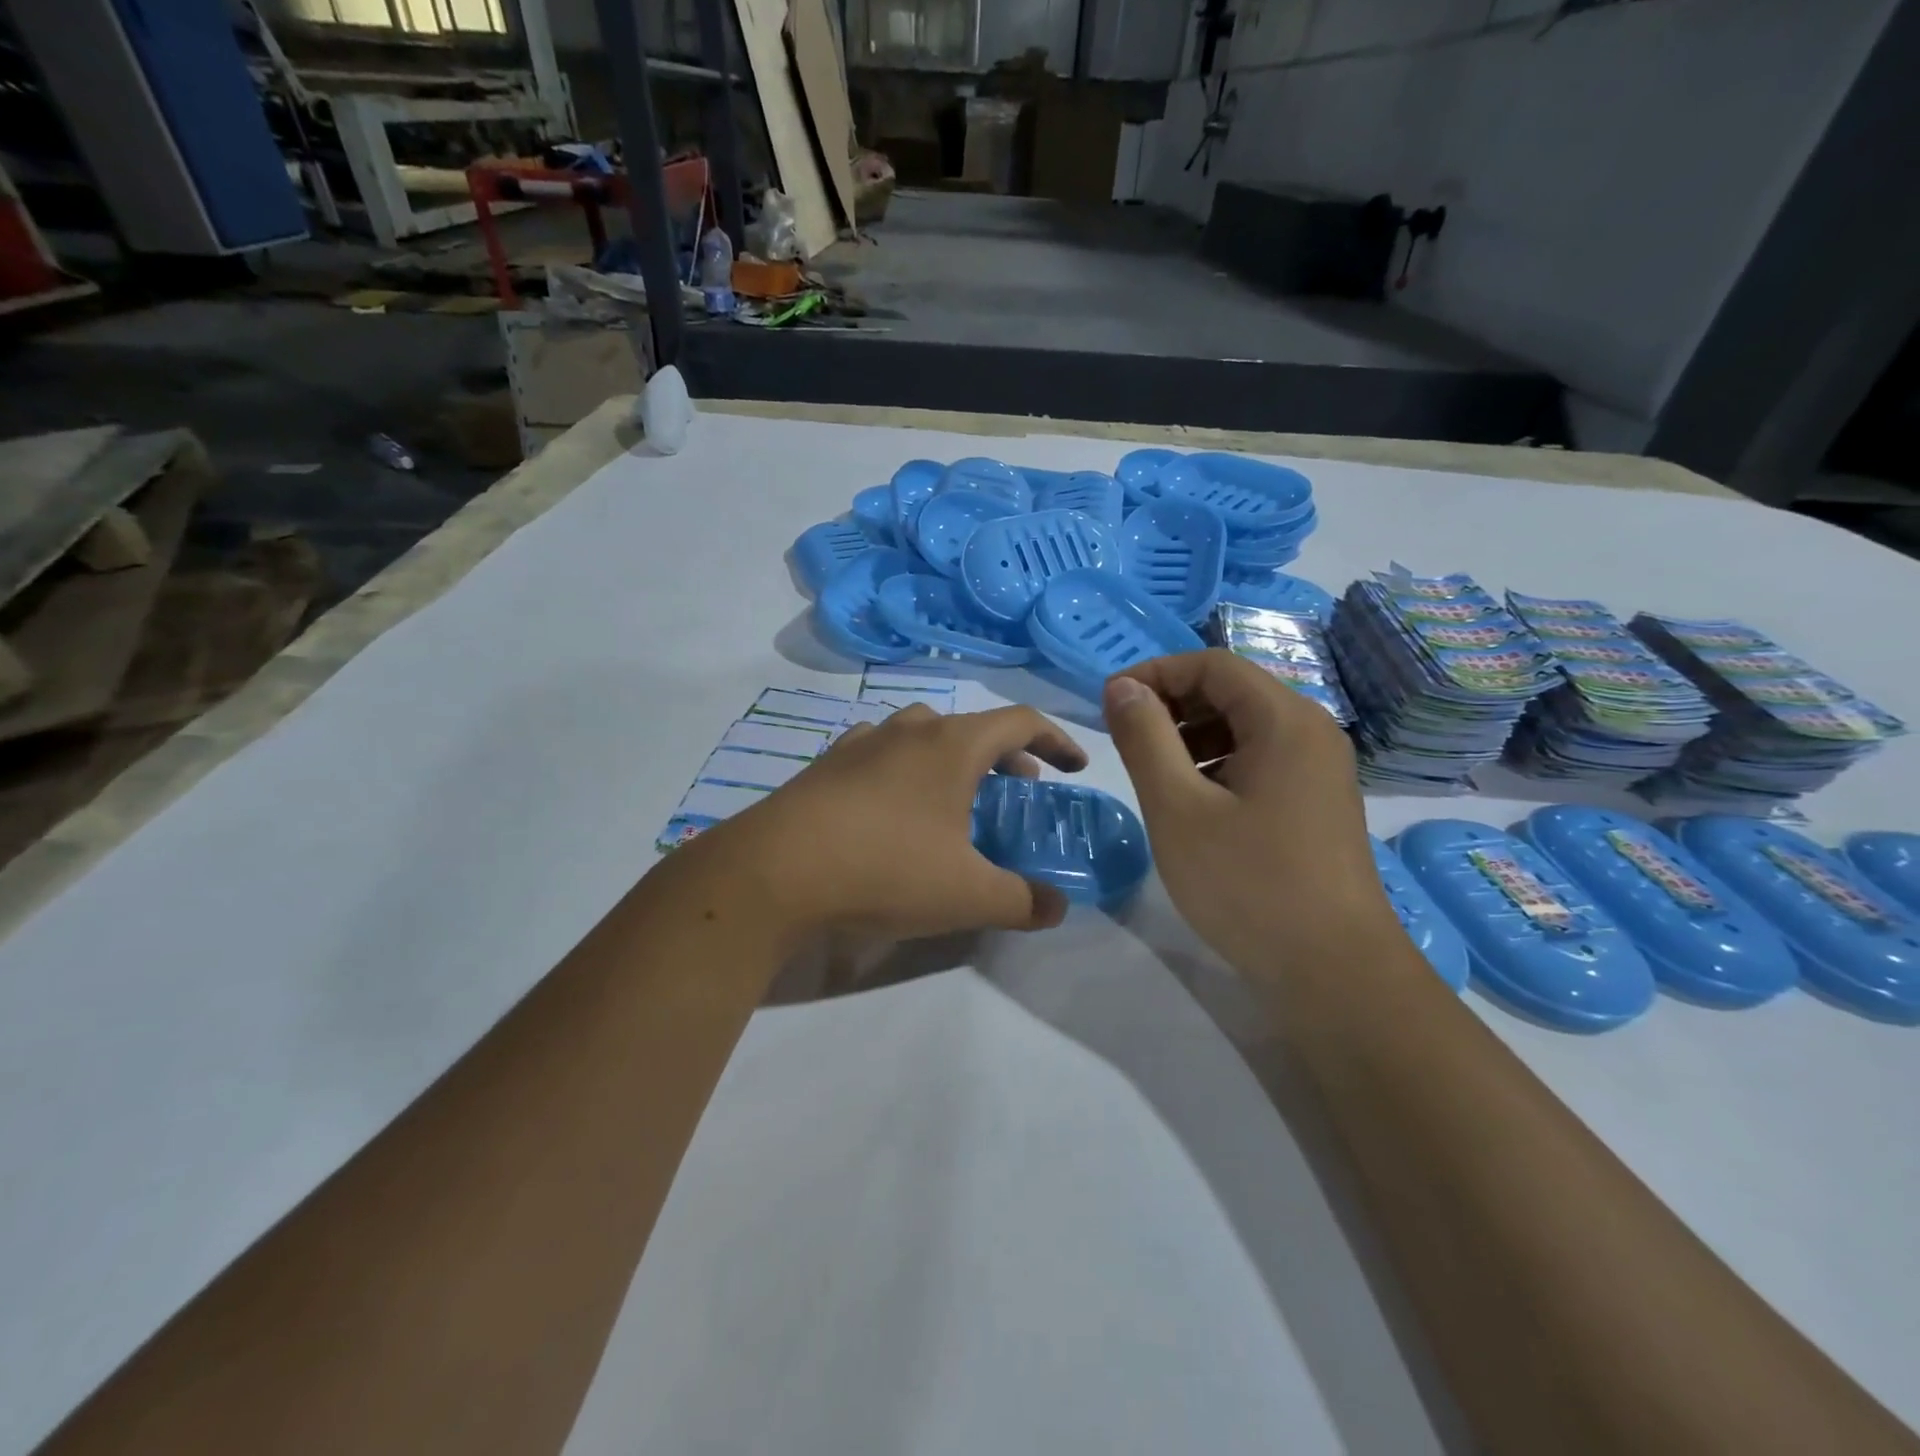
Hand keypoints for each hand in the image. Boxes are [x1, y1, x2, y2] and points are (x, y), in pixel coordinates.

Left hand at [719, 703, 1088, 941]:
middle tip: (1020, 787)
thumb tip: (1057, 908)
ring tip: (957, 795)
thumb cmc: (886, 869)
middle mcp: (908, 731)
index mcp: (951, 745)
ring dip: (952, 757)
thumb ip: (1022, 901)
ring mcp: (861, 743)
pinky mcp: (825, 766)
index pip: (1020, 722)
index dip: (1056, 740)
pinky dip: (905, 769)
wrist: (774, 872)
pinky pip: (880, 753)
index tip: (1075, 765)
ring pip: (922, 734)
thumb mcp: (967, 895)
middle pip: (971, 726)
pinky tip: (895, 807)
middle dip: (1005, 754)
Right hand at [1103, 650, 1398, 976]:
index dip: (1155, 673)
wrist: (1333, 972)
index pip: (1212, 665)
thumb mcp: (1178, 807)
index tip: (1109, 703)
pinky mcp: (1317, 801)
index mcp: (1285, 720)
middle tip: (1126, 741)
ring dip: (1191, 736)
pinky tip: (1192, 803)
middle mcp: (1311, 732)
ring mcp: (1320, 769)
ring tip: (1154, 775)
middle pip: (1232, 691)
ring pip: (1244, 727)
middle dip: (1172, 705)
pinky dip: (1217, 765)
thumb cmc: (1248, 884)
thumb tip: (1121, 687)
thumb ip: (1145, 738)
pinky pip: (1260, 760)